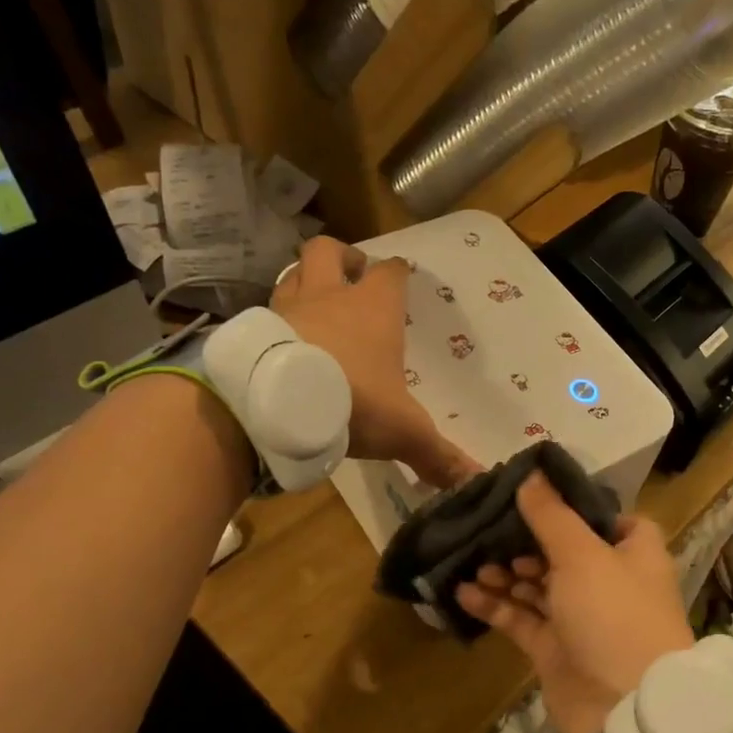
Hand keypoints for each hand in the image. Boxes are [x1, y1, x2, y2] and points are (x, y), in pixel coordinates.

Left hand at [272, 236, 479, 489]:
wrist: (275, 405)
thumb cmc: (353, 401)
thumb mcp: (404, 431)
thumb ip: (438, 455)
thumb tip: (477, 480)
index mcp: (373, 309)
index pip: (389, 272)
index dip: (396, 271)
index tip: (401, 275)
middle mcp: (328, 296)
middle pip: (328, 251)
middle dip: (342, 257)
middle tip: (352, 275)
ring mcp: (286, 308)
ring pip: (292, 274)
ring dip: (305, 282)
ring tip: (314, 303)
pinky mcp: (255, 329)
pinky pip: (266, 310)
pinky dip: (276, 317)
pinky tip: (283, 340)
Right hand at [456, 473, 694, 732]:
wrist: (626, 709)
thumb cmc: (614, 615)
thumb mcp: (583, 555)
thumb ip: (552, 516)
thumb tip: (530, 474)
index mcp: (631, 552)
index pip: (605, 518)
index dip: (573, 506)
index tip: (533, 493)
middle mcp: (608, 580)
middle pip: (562, 550)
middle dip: (524, 540)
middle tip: (487, 527)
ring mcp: (580, 616)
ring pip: (537, 585)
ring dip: (505, 572)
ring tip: (473, 560)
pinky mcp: (554, 648)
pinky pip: (520, 618)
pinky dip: (495, 605)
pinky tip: (462, 591)